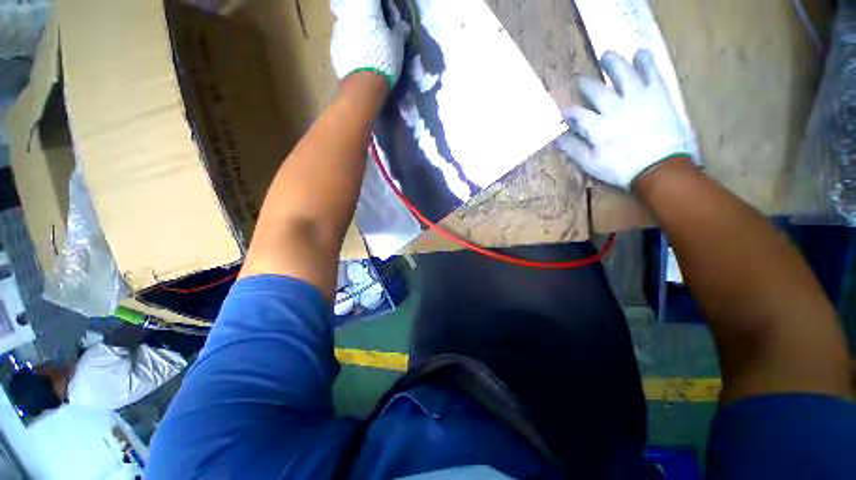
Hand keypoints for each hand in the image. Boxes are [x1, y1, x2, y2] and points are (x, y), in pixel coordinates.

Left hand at [330, 0, 411, 89]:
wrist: (363, 85)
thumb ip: (399, 31)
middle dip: (366, 18)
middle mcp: (347, 14)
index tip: (387, 16)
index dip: (382, 7)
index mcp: (365, 7)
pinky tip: (358, 58)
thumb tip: (402, 26)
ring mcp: (337, 31)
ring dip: (357, 31)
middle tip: (376, 31)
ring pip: (348, 25)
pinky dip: (350, 45)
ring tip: (366, 47)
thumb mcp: (397, 45)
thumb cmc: (383, 59)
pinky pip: (343, 41)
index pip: (374, 0)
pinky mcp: (333, 48)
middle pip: (357, 9)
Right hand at [556, 49, 692, 188]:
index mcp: (597, 127)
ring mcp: (637, 98)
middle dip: (586, 84)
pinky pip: (651, 74)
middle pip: (597, 91)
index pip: (577, 114)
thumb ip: (573, 149)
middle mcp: (614, 108)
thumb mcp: (591, 163)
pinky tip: (641, 53)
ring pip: (623, 75)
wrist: (659, 167)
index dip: (568, 111)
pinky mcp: (657, 95)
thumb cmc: (621, 168)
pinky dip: (646, 62)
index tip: (563, 110)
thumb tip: (557, 138)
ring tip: (607, 55)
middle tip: (580, 79)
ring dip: (613, 64)